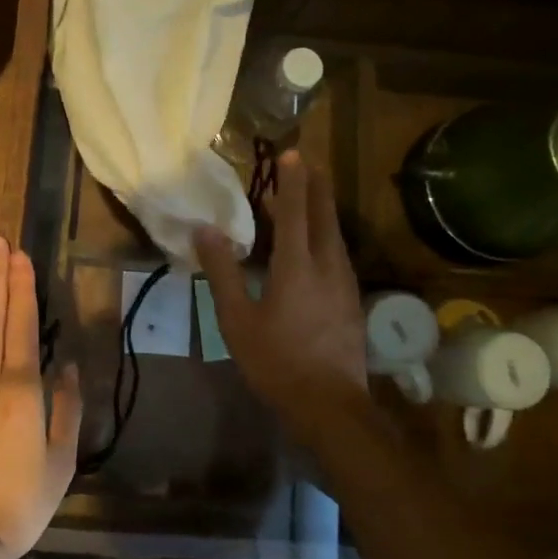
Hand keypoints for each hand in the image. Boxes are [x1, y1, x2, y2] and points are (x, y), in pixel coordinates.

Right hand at [195, 151, 368, 449]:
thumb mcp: (237, 319)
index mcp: (297, 266)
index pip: (294, 211)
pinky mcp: (352, 301)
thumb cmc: (277, 361)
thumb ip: (222, 271)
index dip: (292, 180)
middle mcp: (327, 266)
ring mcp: (345, 284)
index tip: (291, 152)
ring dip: (321, 211)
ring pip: (334, 235)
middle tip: (308, 163)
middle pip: (323, 216)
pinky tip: (315, 247)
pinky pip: (337, 255)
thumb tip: (205, 230)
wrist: (330, 406)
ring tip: (307, 199)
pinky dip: (324, 237)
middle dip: (316, 186)